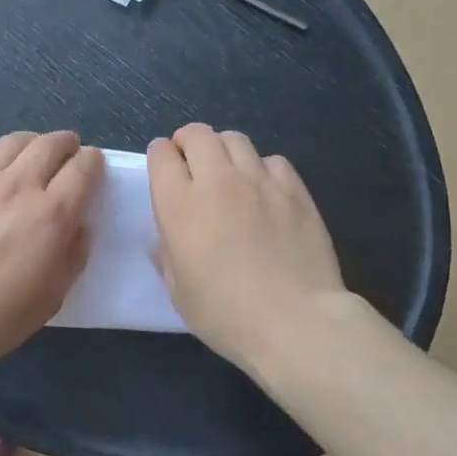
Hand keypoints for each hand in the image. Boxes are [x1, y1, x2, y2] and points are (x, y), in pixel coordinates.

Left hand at [0, 130, 103, 377]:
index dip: (93, 162)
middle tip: (68, 150)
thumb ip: (72, 255)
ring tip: (32, 151)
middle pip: (49, 145)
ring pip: (12, 142)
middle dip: (66, 143)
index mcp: (52, 214)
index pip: (83, 168)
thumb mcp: (52, 297)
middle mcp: (18, 186)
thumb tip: (78, 226)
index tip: (93, 166)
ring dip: (31, 142)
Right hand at [148, 124, 345, 368]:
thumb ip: (168, 256)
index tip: (164, 171)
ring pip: (235, 139)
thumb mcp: (179, 293)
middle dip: (188, 142)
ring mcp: (260, 181)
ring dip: (223, 150)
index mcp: (180, 205)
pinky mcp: (295, 189)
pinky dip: (262, 168)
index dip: (160, 157)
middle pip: (197, 134)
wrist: (296, 322)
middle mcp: (217, 181)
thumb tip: (167, 240)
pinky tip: (265, 192)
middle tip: (191, 164)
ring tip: (228, 173)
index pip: (161, 154)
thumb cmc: (227, 315)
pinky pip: (273, 160)